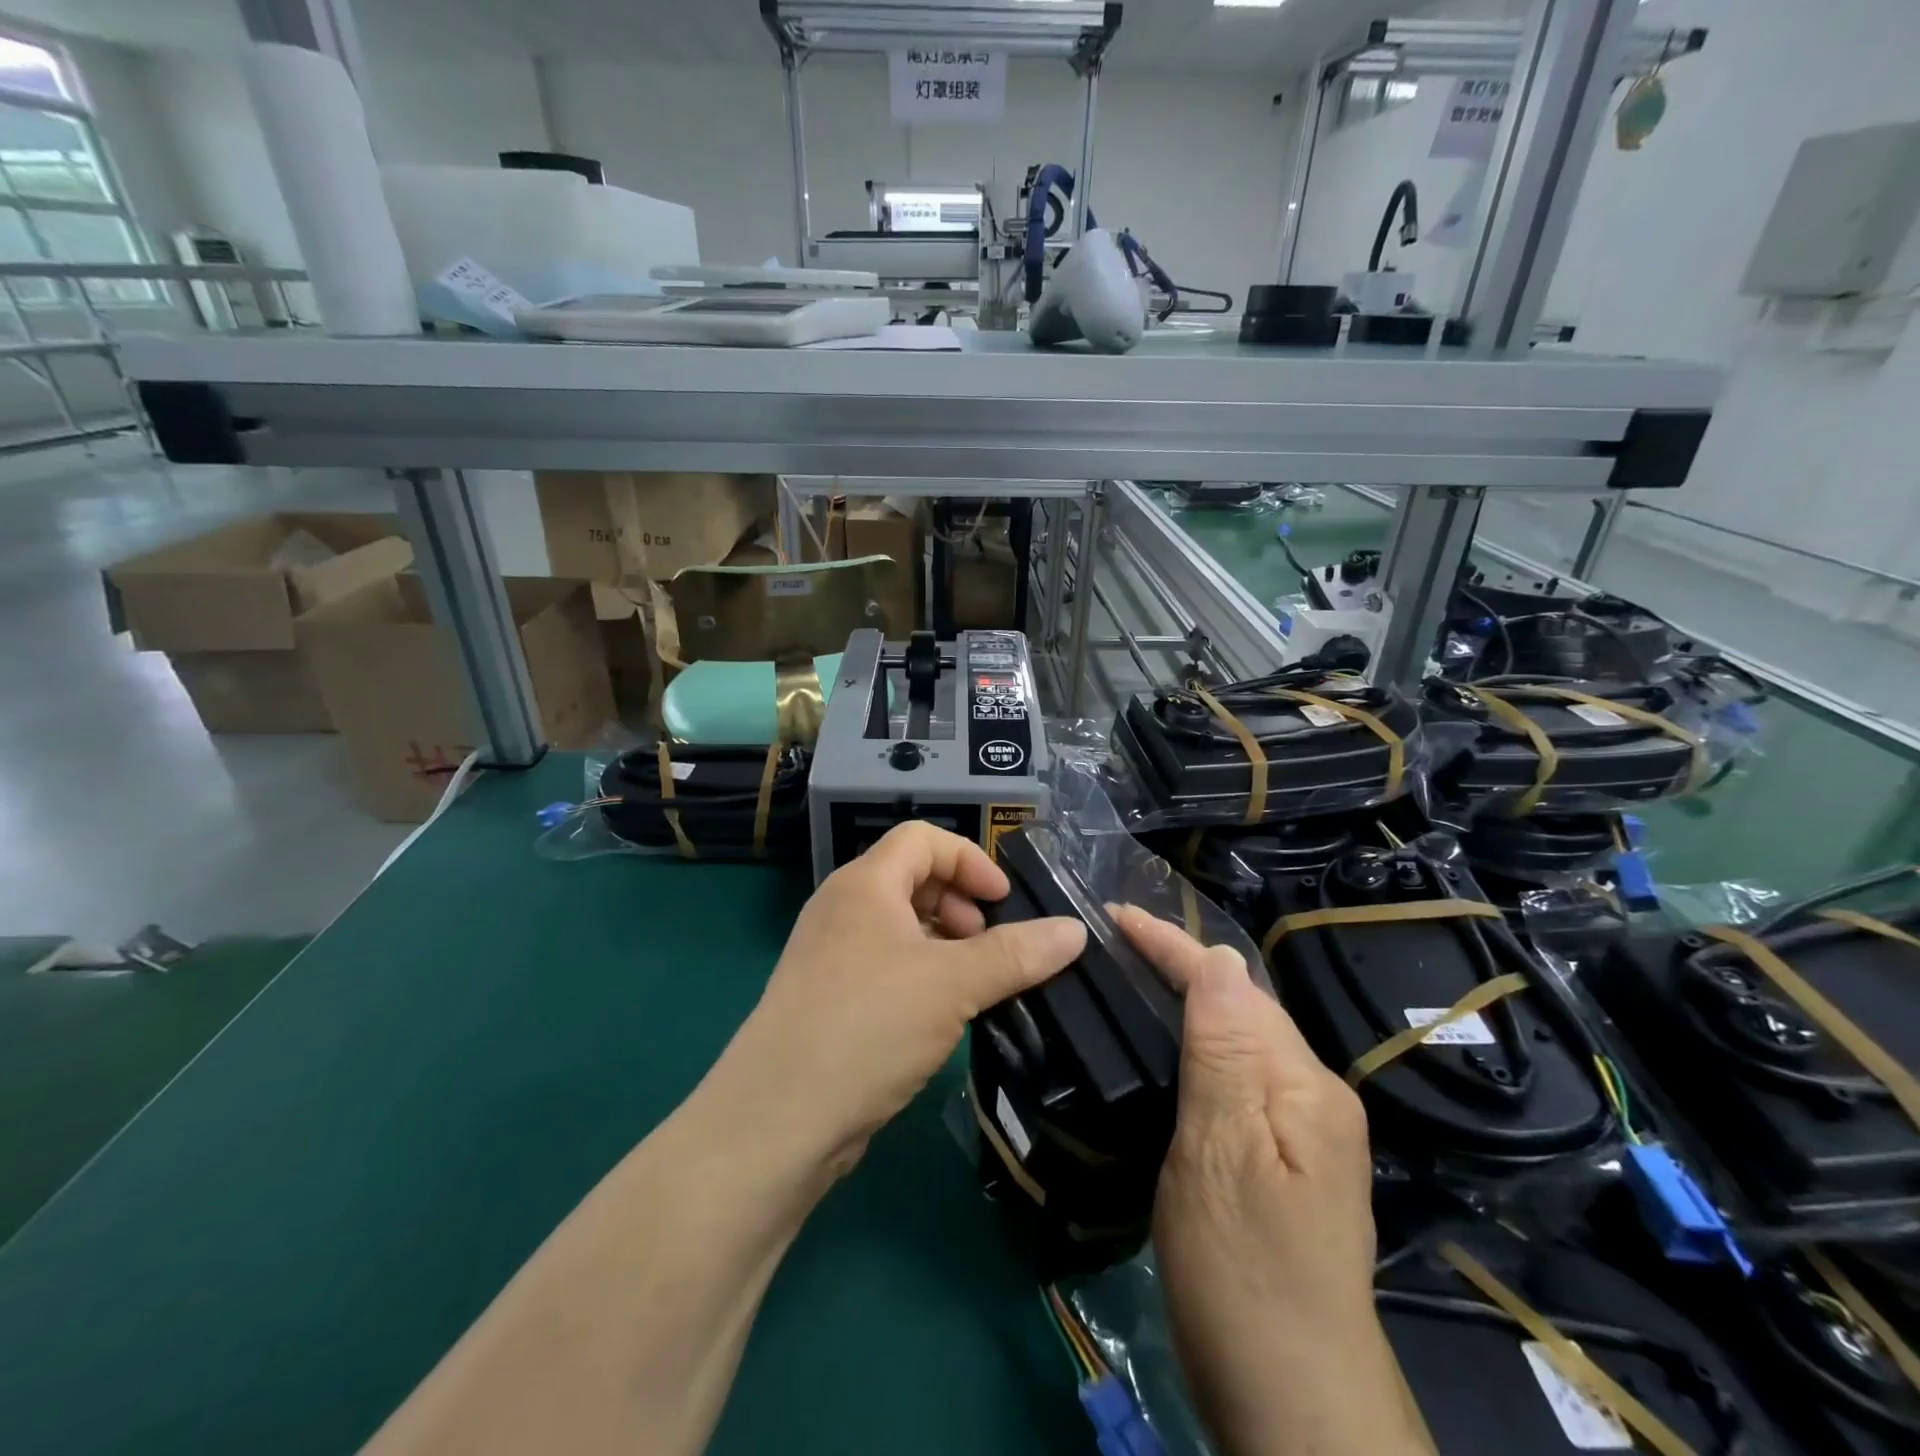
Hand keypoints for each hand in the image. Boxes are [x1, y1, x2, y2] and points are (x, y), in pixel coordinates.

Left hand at [714, 823, 1086, 1176]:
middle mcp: (842, 909)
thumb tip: (1077, 931)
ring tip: (975, 984)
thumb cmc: (867, 1026)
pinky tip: (943, 1016)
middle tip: (990, 947)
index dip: (969, 860)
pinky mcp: (828, 998)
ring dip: (944, 945)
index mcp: (864, 884)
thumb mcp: (952, 984)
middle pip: (911, 879)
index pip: (922, 838)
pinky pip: (885, 966)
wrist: (776, 1120)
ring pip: (899, 928)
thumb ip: (1016, 954)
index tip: (1003, 902)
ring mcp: (830, 955)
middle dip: (960, 904)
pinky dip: (920, 975)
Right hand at [1110, 907, 1431, 1455]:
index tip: (1115, 914)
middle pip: (1241, 1006)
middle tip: (1114, 943)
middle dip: (1180, 966)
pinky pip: (1236, 1075)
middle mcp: (1312, 1095)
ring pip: (1238, 1039)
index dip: (1172, 945)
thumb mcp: (1221, 1154)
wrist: (1291, 1402)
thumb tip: (1218, 958)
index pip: (1231, 985)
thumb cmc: (1244, 1271)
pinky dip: (1196, 1047)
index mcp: (1303, 1084)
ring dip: (1188, 1002)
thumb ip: (1224, 1051)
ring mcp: (1303, 1132)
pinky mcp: (1284, 1161)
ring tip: (1133, 981)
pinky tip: (1168, 1051)